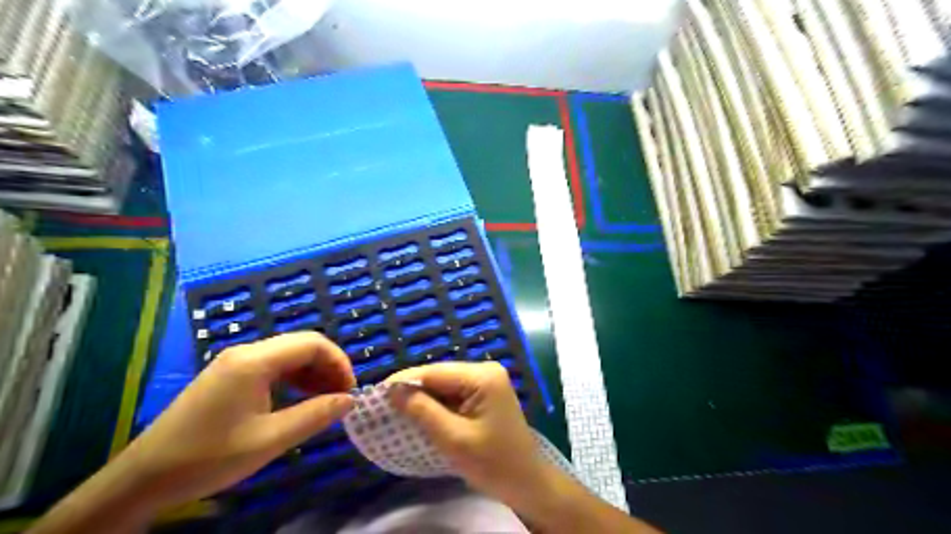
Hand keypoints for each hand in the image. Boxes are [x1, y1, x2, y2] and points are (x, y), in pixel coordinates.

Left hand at [113, 332, 356, 510]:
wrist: (143, 479)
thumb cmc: (208, 457)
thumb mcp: (269, 439)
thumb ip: (315, 415)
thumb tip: (350, 400)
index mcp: (255, 361)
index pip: (313, 344)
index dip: (339, 362)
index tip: (350, 391)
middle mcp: (246, 352)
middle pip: (302, 346)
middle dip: (329, 367)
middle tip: (341, 397)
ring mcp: (235, 363)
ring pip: (289, 356)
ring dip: (313, 373)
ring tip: (326, 400)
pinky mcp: (229, 376)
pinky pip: (273, 367)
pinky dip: (294, 379)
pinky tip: (300, 400)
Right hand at [384, 361, 550, 505]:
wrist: (526, 482)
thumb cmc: (493, 463)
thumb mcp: (454, 439)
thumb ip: (423, 411)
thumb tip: (393, 390)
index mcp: (483, 376)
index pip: (435, 372)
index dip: (404, 380)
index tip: (376, 394)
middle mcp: (485, 370)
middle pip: (439, 375)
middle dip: (412, 389)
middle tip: (382, 404)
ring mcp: (486, 381)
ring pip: (444, 384)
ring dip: (422, 397)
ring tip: (394, 409)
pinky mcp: (484, 393)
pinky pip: (453, 393)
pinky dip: (436, 404)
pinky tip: (419, 413)